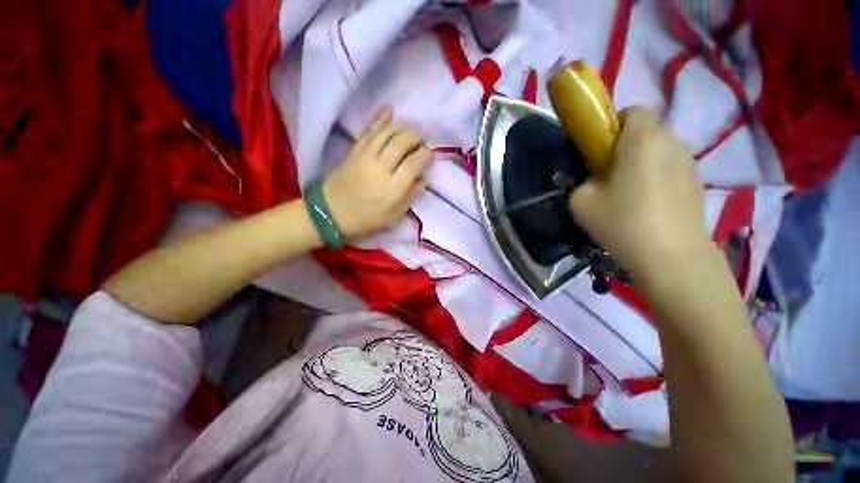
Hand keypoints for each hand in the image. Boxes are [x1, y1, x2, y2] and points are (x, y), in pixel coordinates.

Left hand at [323, 109, 432, 238]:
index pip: (413, 163)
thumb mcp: (394, 216)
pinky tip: (389, 110)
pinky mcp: (354, 151)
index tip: (431, 153)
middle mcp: (381, 168)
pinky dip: (380, 119)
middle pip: (401, 143)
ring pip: (387, 133)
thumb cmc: (367, 218)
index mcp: (393, 188)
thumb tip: (422, 179)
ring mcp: (365, 157)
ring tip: (410, 130)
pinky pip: (369, 131)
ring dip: (402, 127)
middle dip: (416, 137)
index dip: (425, 155)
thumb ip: (410, 196)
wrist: (333, 213)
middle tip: (422, 140)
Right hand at [568, 107, 710, 278]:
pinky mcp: (697, 182)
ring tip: (630, 192)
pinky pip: (672, 167)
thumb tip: (594, 179)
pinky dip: (658, 176)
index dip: (613, 125)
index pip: (632, 110)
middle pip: (646, 130)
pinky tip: (649, 204)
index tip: (600, 149)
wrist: (671, 256)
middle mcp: (671, 141)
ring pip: (660, 149)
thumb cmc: (622, 222)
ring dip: (643, 161)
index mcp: (641, 140)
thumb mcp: (581, 201)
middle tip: (610, 174)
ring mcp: (689, 161)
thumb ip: (582, 181)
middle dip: (626, 145)